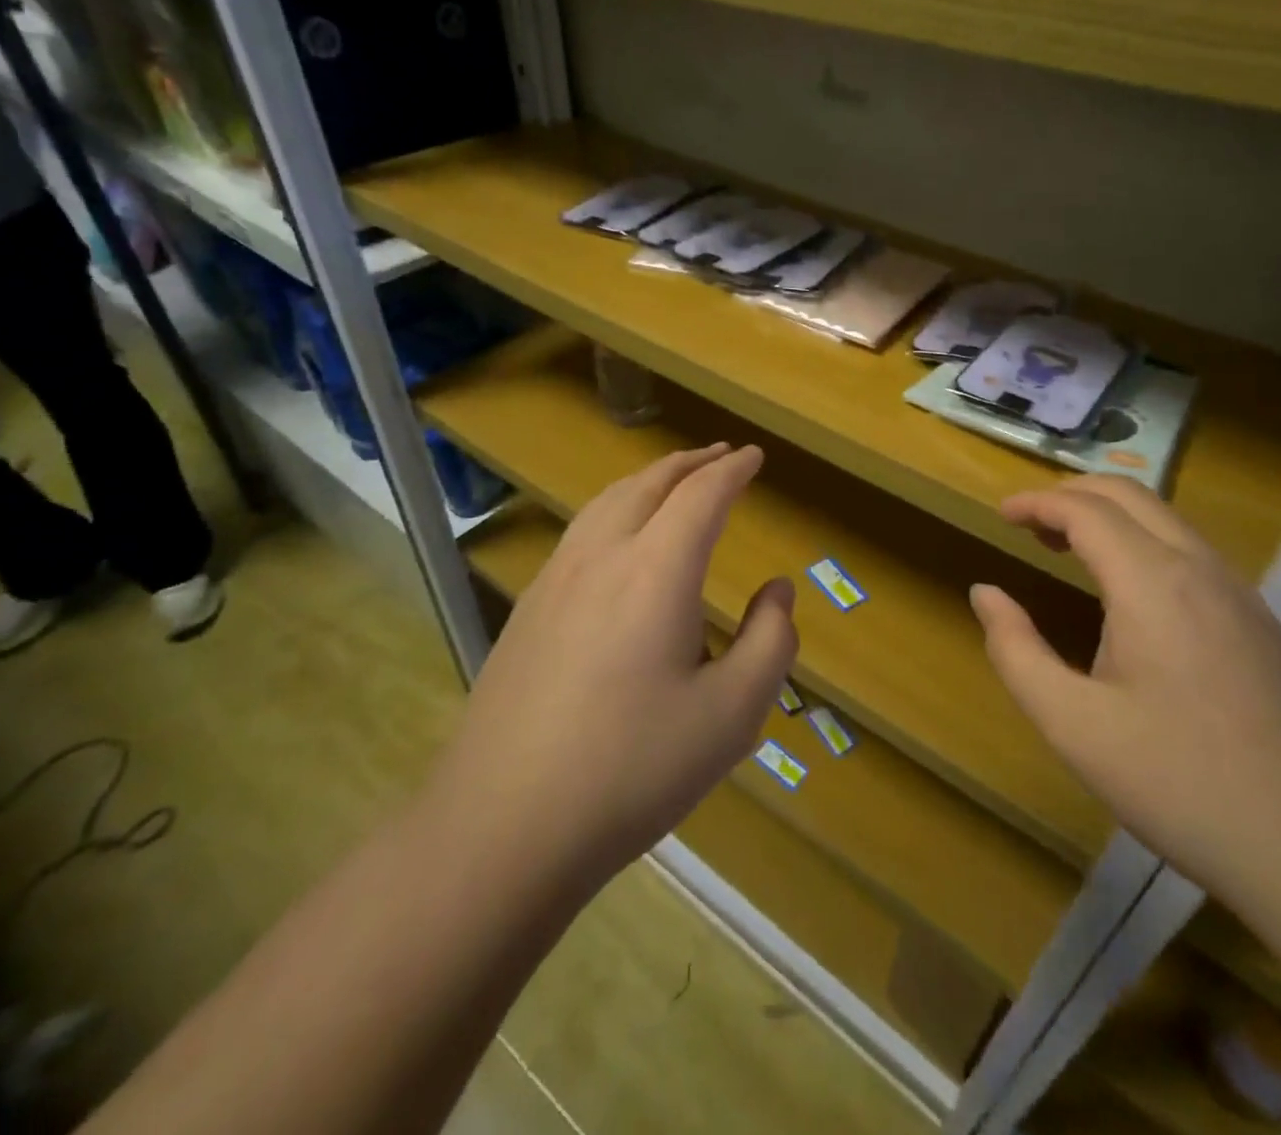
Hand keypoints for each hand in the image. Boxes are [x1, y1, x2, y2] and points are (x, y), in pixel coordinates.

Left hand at [436, 444, 797, 887]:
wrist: (503, 825)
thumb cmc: (632, 769)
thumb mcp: (732, 715)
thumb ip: (770, 643)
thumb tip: (777, 592)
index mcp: (656, 571)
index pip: (701, 496)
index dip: (732, 471)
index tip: (754, 457)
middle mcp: (602, 557)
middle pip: (649, 484)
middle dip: (690, 463)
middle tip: (721, 455)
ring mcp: (555, 580)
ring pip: (607, 501)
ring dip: (649, 479)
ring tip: (674, 480)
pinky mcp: (527, 609)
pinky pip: (581, 531)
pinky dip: (615, 508)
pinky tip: (619, 538)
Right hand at [971, 478, 1280, 916]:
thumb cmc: (1180, 783)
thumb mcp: (1072, 724)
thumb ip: (1016, 651)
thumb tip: (986, 593)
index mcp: (1152, 582)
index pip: (1085, 510)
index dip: (1037, 502)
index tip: (1001, 515)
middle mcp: (1201, 569)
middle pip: (1129, 496)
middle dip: (1072, 495)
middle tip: (1029, 525)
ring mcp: (1241, 594)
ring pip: (1166, 520)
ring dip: (1110, 517)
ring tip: (1068, 550)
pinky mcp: (1262, 624)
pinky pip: (1192, 553)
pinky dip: (1144, 543)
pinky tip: (1129, 594)